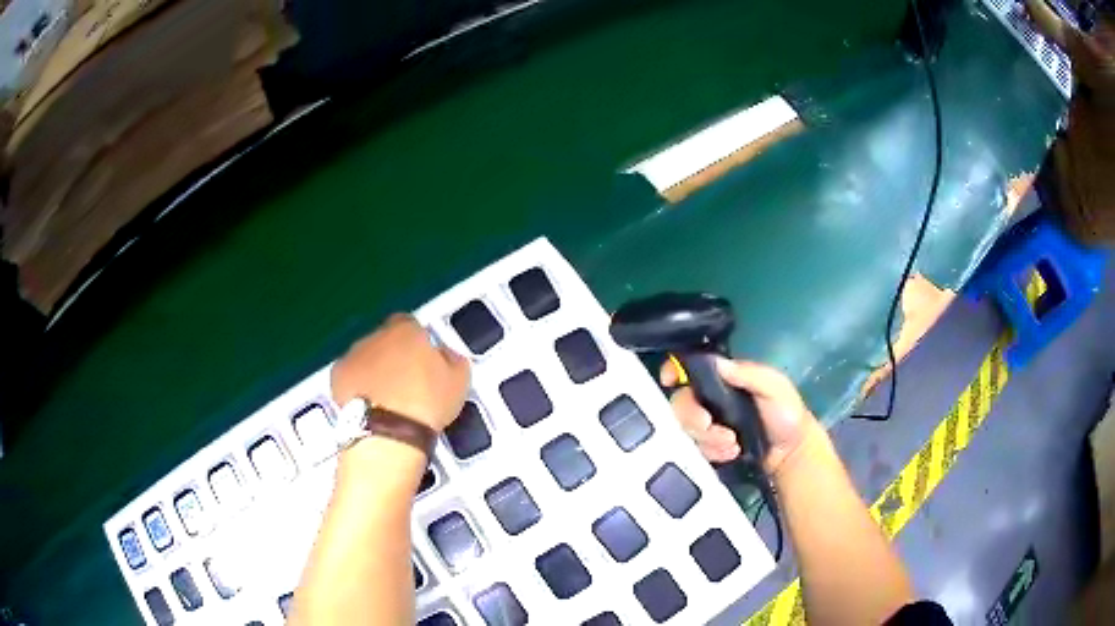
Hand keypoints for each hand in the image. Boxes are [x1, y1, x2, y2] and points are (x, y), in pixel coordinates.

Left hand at [331, 314, 470, 432]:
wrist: (389, 431)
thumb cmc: (424, 405)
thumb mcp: (458, 381)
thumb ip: (453, 359)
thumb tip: (449, 355)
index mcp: (407, 331)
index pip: (410, 323)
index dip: (417, 341)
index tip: (424, 359)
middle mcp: (377, 336)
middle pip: (385, 339)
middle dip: (394, 356)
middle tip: (407, 382)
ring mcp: (354, 355)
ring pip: (365, 356)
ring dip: (374, 370)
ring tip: (388, 398)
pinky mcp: (338, 376)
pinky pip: (349, 375)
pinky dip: (356, 385)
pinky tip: (368, 403)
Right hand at [662, 357, 819, 474]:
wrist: (790, 455)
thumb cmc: (786, 414)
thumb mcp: (774, 386)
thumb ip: (749, 373)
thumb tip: (717, 363)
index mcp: (723, 378)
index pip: (690, 368)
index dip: (673, 370)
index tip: (670, 380)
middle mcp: (710, 399)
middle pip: (680, 402)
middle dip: (693, 418)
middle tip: (713, 428)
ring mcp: (707, 425)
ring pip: (685, 428)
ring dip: (707, 439)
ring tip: (732, 445)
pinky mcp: (707, 448)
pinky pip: (694, 449)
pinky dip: (710, 452)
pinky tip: (730, 453)